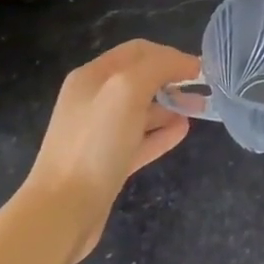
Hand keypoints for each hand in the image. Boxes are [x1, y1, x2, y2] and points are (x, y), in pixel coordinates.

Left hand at [23, 39, 193, 261]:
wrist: (62, 212)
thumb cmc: (95, 144)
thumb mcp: (128, 90)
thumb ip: (159, 67)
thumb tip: (186, 64)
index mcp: (92, 76)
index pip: (138, 51)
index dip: (171, 55)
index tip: (199, 69)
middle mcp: (93, 100)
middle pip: (140, 79)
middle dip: (172, 80)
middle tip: (202, 89)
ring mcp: (98, 133)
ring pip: (142, 110)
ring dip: (171, 106)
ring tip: (199, 110)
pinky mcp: (106, 163)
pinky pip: (140, 139)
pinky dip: (162, 133)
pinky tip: (182, 132)